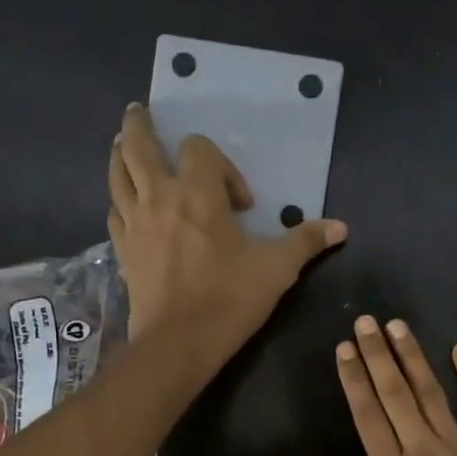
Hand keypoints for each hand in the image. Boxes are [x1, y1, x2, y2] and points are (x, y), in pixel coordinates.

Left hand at [109, 104, 346, 356]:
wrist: (180, 343)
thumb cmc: (230, 299)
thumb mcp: (277, 269)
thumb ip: (305, 241)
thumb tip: (341, 227)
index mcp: (198, 194)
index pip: (199, 149)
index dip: (222, 165)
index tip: (241, 205)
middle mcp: (159, 198)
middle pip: (138, 146)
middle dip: (139, 125)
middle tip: (139, 112)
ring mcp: (135, 223)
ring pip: (117, 174)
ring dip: (120, 154)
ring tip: (122, 145)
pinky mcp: (122, 250)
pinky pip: (115, 212)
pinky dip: (119, 200)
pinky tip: (125, 204)